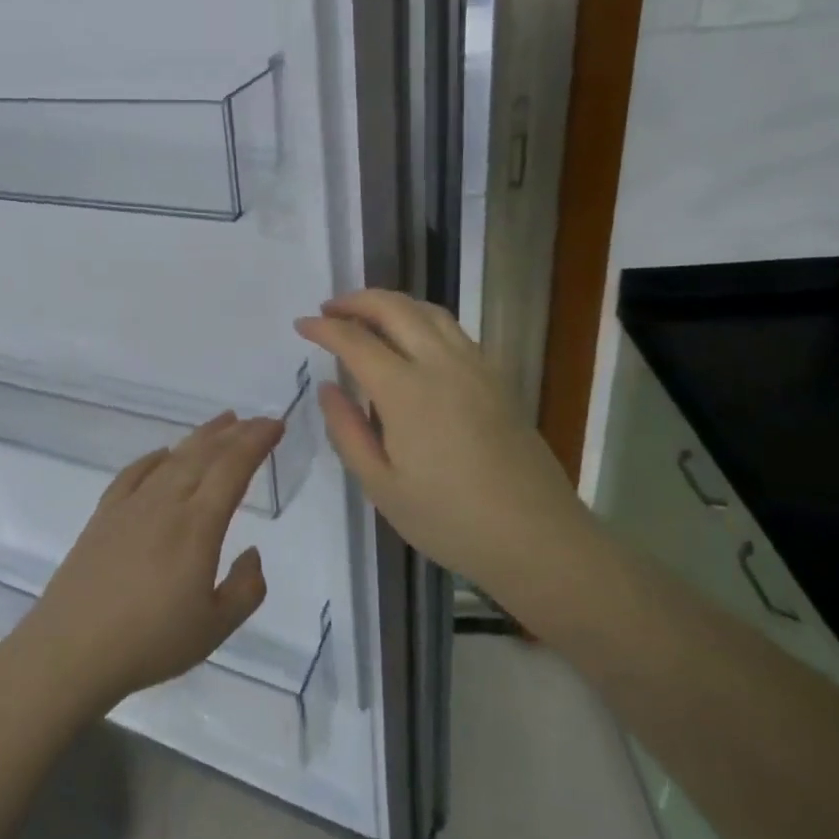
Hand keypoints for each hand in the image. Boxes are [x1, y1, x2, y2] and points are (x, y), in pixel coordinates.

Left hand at [22, 413, 284, 715]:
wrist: (71, 649)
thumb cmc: (149, 642)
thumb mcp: (214, 628)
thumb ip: (245, 590)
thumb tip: (252, 554)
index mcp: (197, 526)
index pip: (232, 469)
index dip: (255, 442)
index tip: (275, 425)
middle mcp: (165, 503)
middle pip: (203, 455)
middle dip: (233, 433)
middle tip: (255, 420)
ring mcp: (130, 506)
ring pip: (172, 459)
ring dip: (199, 438)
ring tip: (221, 424)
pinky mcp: (103, 515)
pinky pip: (133, 474)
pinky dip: (153, 458)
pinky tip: (162, 455)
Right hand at [294, 289, 585, 591]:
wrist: (536, 537)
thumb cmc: (449, 519)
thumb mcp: (381, 486)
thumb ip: (347, 431)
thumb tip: (328, 388)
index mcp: (406, 391)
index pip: (355, 341)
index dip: (324, 328)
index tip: (302, 325)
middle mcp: (441, 364)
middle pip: (394, 308)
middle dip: (356, 301)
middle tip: (329, 309)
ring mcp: (475, 366)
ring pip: (428, 311)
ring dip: (391, 303)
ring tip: (367, 315)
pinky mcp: (497, 377)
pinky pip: (452, 329)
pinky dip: (421, 318)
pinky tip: (413, 340)